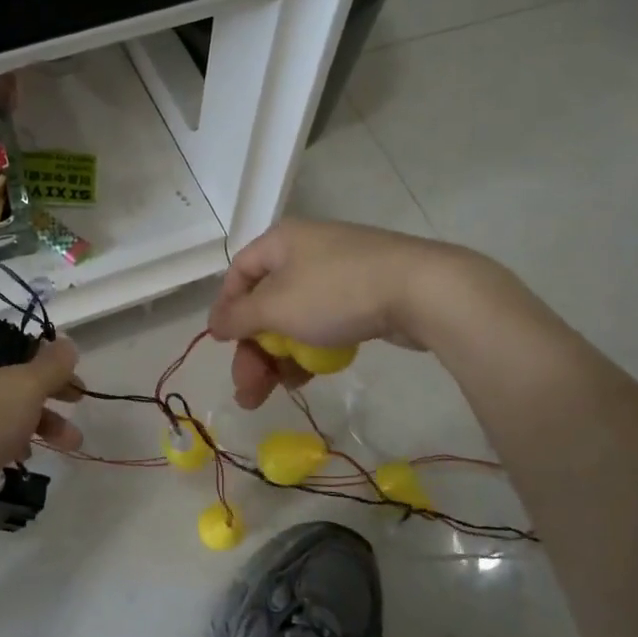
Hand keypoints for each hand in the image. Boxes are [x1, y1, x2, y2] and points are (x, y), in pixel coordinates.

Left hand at [0, 322, 82, 507]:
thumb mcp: (26, 386)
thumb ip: (53, 363)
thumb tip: (67, 345)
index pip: (8, 335)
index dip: (42, 350)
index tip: (67, 370)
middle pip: (9, 371)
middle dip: (48, 391)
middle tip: (77, 401)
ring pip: (1, 404)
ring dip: (38, 420)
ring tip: (71, 443)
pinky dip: (10, 439)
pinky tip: (28, 457)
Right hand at [208, 219, 463, 408]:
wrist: (422, 291)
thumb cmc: (336, 292)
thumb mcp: (276, 307)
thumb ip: (239, 318)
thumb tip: (215, 324)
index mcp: (281, 242)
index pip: (238, 274)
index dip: (226, 311)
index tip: (223, 346)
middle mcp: (306, 251)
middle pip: (265, 303)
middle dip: (253, 349)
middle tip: (247, 389)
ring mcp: (338, 272)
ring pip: (294, 318)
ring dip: (277, 357)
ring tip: (272, 394)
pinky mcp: (364, 295)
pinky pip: (323, 323)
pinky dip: (309, 349)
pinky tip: (304, 379)